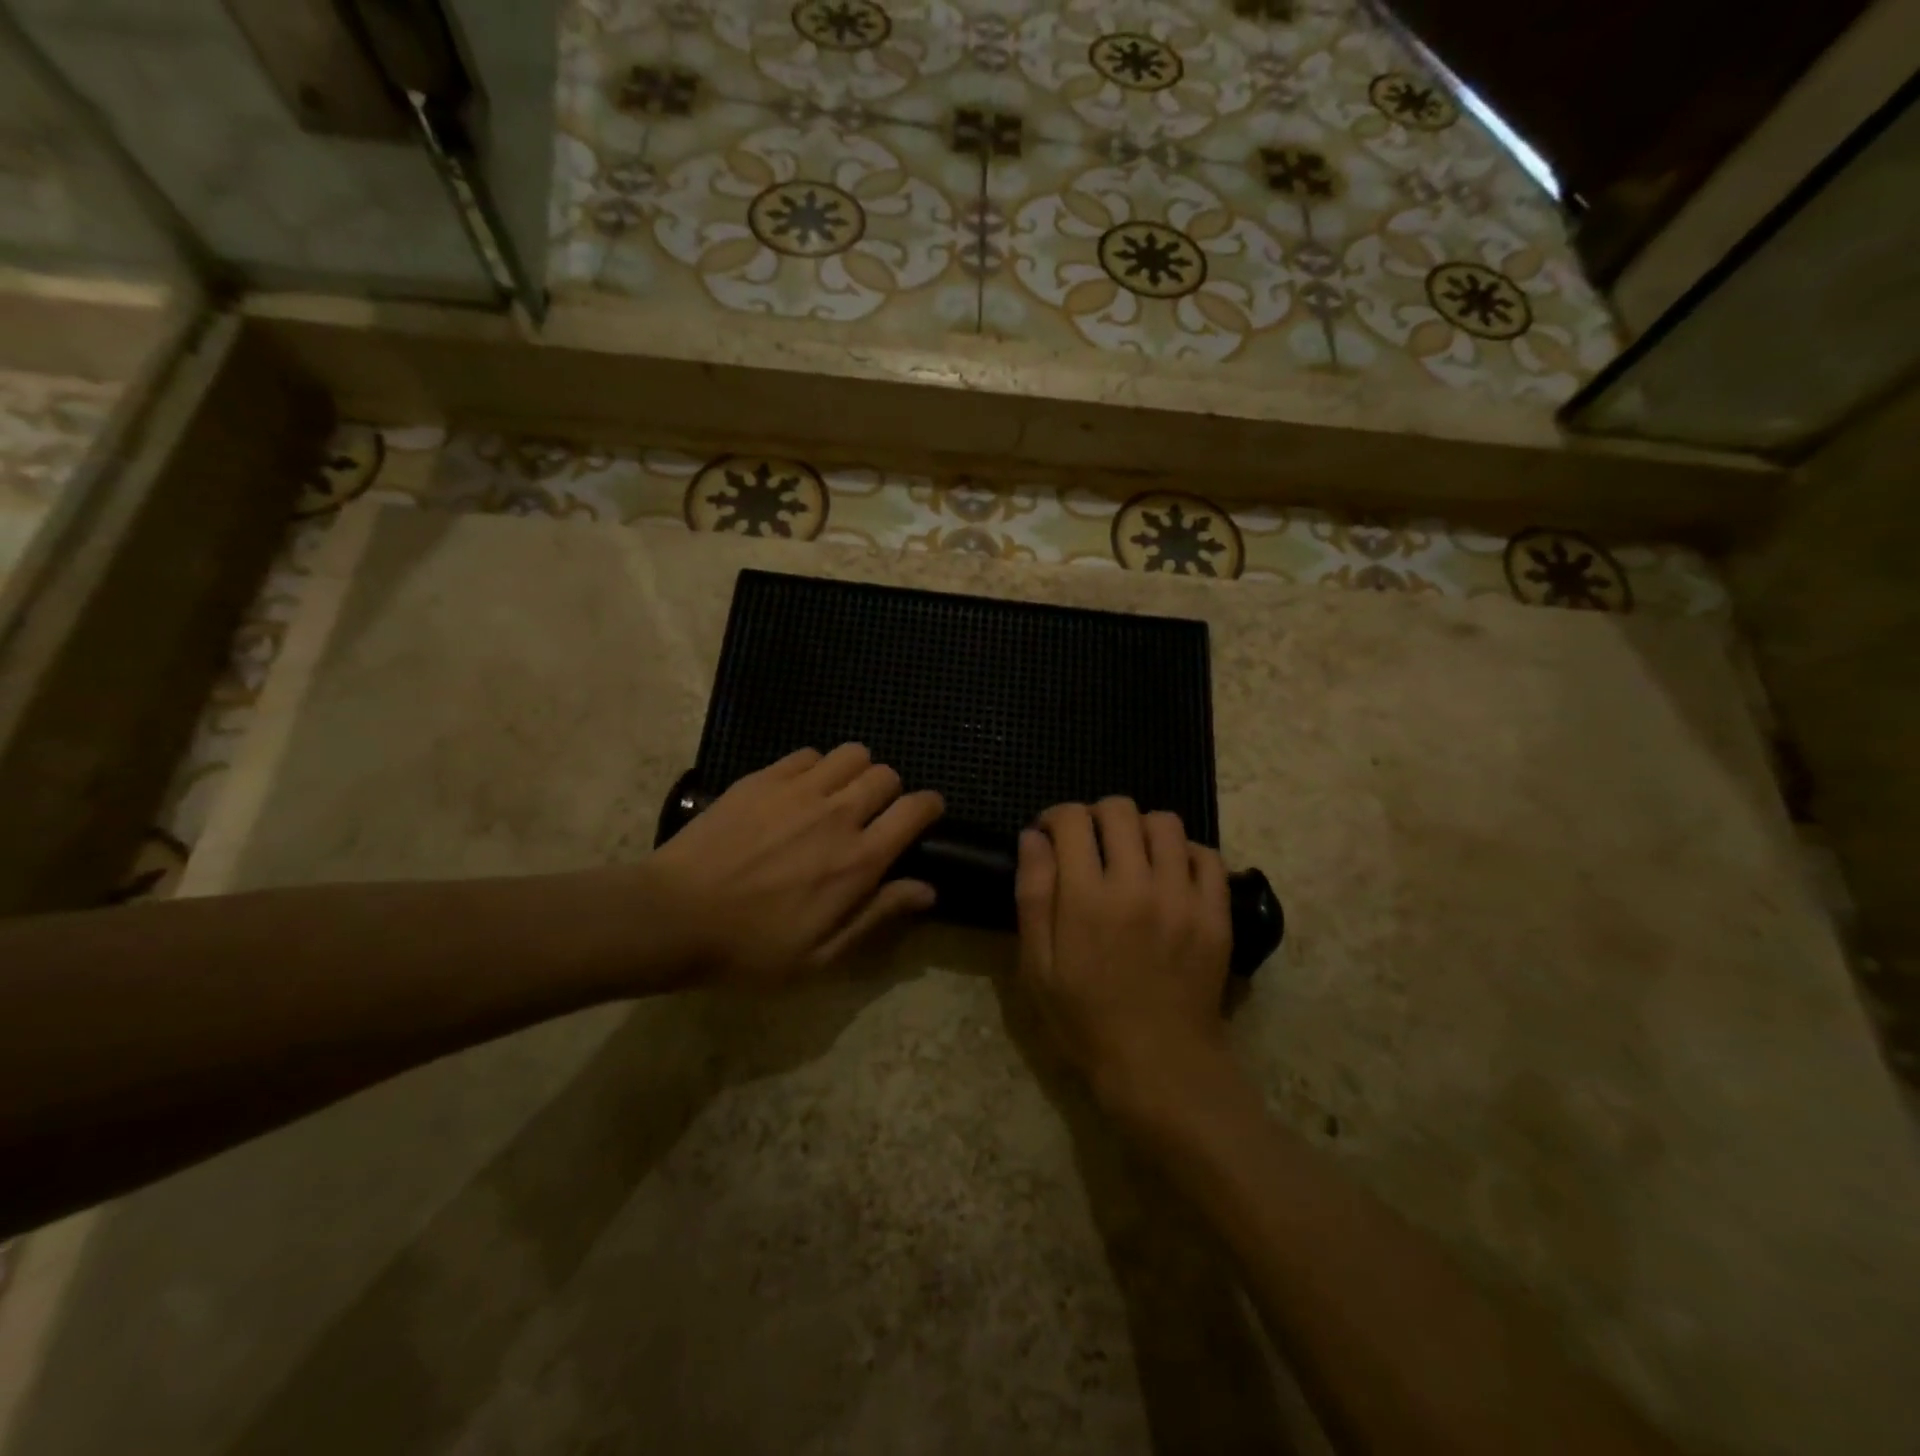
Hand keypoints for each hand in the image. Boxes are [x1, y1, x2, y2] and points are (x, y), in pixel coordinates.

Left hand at [648, 744, 942, 987]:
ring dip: (855, 772)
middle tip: (872, 815)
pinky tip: (799, 792)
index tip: (926, 814)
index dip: (930, 806)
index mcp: (858, 860)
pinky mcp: (763, 778)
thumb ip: (878, 915)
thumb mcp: (821, 955)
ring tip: (838, 797)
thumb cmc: (750, 948)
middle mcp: (837, 814)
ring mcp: (798, 790)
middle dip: (890, 791)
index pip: (915, 810)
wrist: (673, 917)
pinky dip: (816, 767)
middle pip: (886, 775)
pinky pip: (808, 754)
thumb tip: (927, 889)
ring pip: (852, 754)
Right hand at [1015, 798, 1233, 1112]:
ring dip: (1140, 829)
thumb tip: (1033, 837)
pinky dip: (1185, 852)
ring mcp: (1183, 897)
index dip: (1055, 817)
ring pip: (1165, 823)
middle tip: (1089, 844)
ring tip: (1131, 856)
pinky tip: (1169, 874)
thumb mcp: (1038, 966)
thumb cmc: (1086, 1019)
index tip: (1049, 835)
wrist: (1159, 1065)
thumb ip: (1033, 895)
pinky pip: (1207, 855)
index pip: (1072, 819)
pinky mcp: (1216, 913)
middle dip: (1095, 815)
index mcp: (1087, 898)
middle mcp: (1137, 884)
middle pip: (1119, 810)